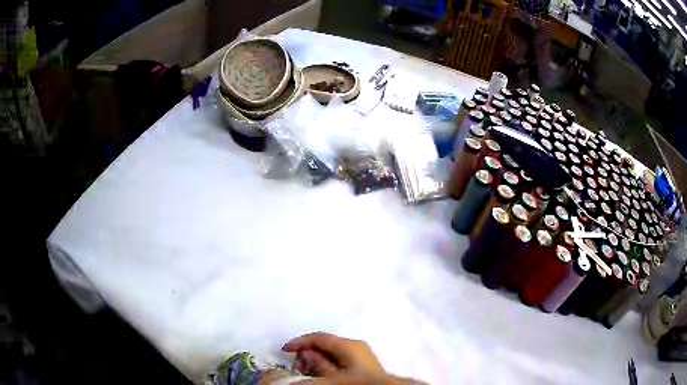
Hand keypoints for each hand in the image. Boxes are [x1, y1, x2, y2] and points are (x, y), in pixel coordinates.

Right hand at [282, 332, 384, 377]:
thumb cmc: (358, 382)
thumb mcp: (333, 378)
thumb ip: (316, 366)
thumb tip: (301, 358)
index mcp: (347, 345)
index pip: (318, 338)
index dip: (300, 342)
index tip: (285, 350)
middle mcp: (354, 345)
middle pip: (324, 344)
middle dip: (307, 353)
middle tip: (297, 368)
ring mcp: (359, 353)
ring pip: (331, 352)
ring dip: (316, 360)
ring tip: (307, 372)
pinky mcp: (362, 362)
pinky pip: (339, 358)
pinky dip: (326, 363)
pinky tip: (321, 373)